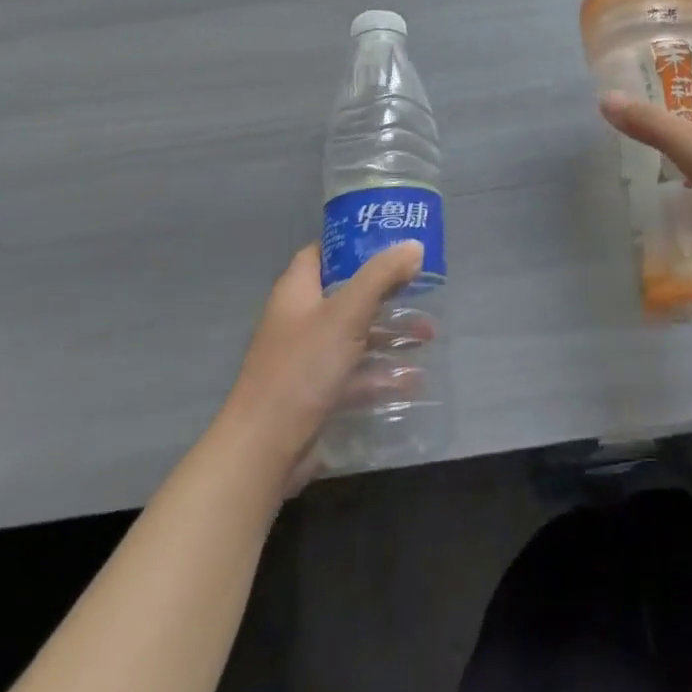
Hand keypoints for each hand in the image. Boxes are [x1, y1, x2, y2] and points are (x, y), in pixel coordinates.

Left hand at [217, 241, 424, 492]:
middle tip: (421, 286)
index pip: (322, 253)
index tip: (391, 241)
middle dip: (384, 291)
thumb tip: (413, 246)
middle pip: (346, 294)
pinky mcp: (315, 394)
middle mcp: (299, 320)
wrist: (263, 451)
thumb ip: (381, 276)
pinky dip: (381, 373)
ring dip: (389, 333)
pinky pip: (355, 374)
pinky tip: (413, 378)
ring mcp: (306, 359)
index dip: (353, 243)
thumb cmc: (302, 369)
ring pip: (354, 335)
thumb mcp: (346, 314)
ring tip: (428, 334)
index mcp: (297, 292)